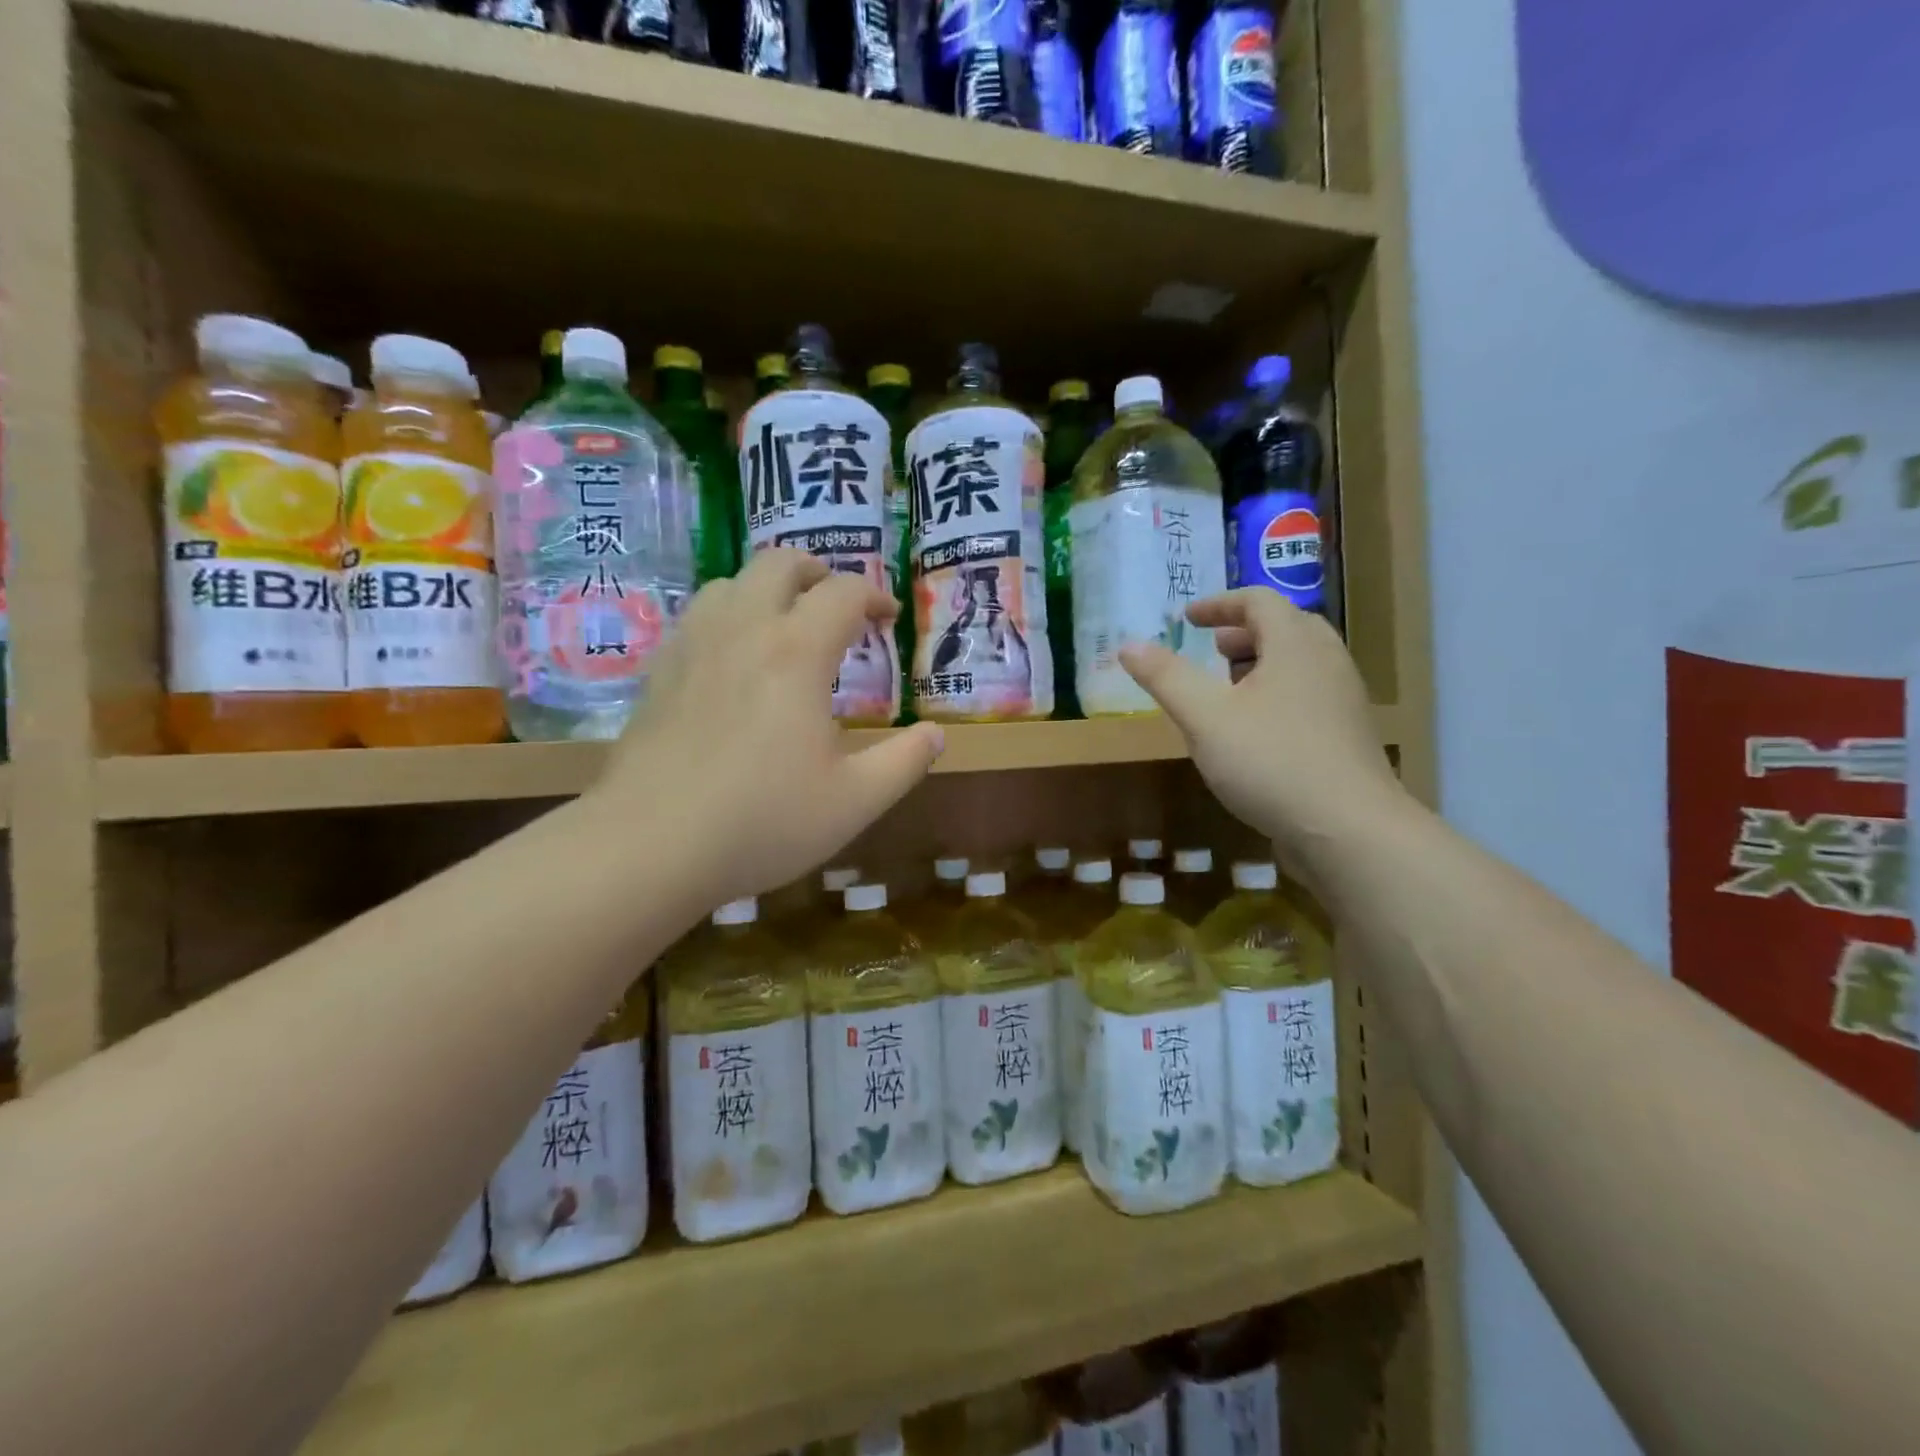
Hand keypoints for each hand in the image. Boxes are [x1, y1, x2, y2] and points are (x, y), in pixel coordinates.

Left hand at [595, 549, 942, 905]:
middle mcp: (743, 630)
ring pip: (730, 582)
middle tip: (837, 604)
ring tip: (786, 625)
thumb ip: (905, 762)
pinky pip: (697, 617)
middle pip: (779, 564)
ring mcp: (693, 646)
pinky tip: (733, 659)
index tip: (888, 618)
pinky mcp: (659, 672)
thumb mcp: (855, 801)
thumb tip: (936, 735)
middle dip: (817, 572)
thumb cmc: (763, 821)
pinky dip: (728, 616)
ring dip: (767, 589)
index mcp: (797, 652)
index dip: (874, 595)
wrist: (651, 845)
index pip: (843, 593)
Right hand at [1120, 590, 1405, 864]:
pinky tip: (1255, 732)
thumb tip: (1128, 645)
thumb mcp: (1204, 717)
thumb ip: (1166, 677)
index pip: (1259, 601)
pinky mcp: (1348, 735)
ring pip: (1301, 663)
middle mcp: (1327, 662)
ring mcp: (1344, 700)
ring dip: (1262, 663)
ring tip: (1228, 690)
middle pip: (1287, 627)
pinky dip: (1278, 693)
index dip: (1219, 605)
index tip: (1187, 619)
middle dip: (1244, 632)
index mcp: (1295, 644)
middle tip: (1212, 650)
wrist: (1348, 829)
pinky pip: (1310, 694)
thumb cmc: (1271, 761)